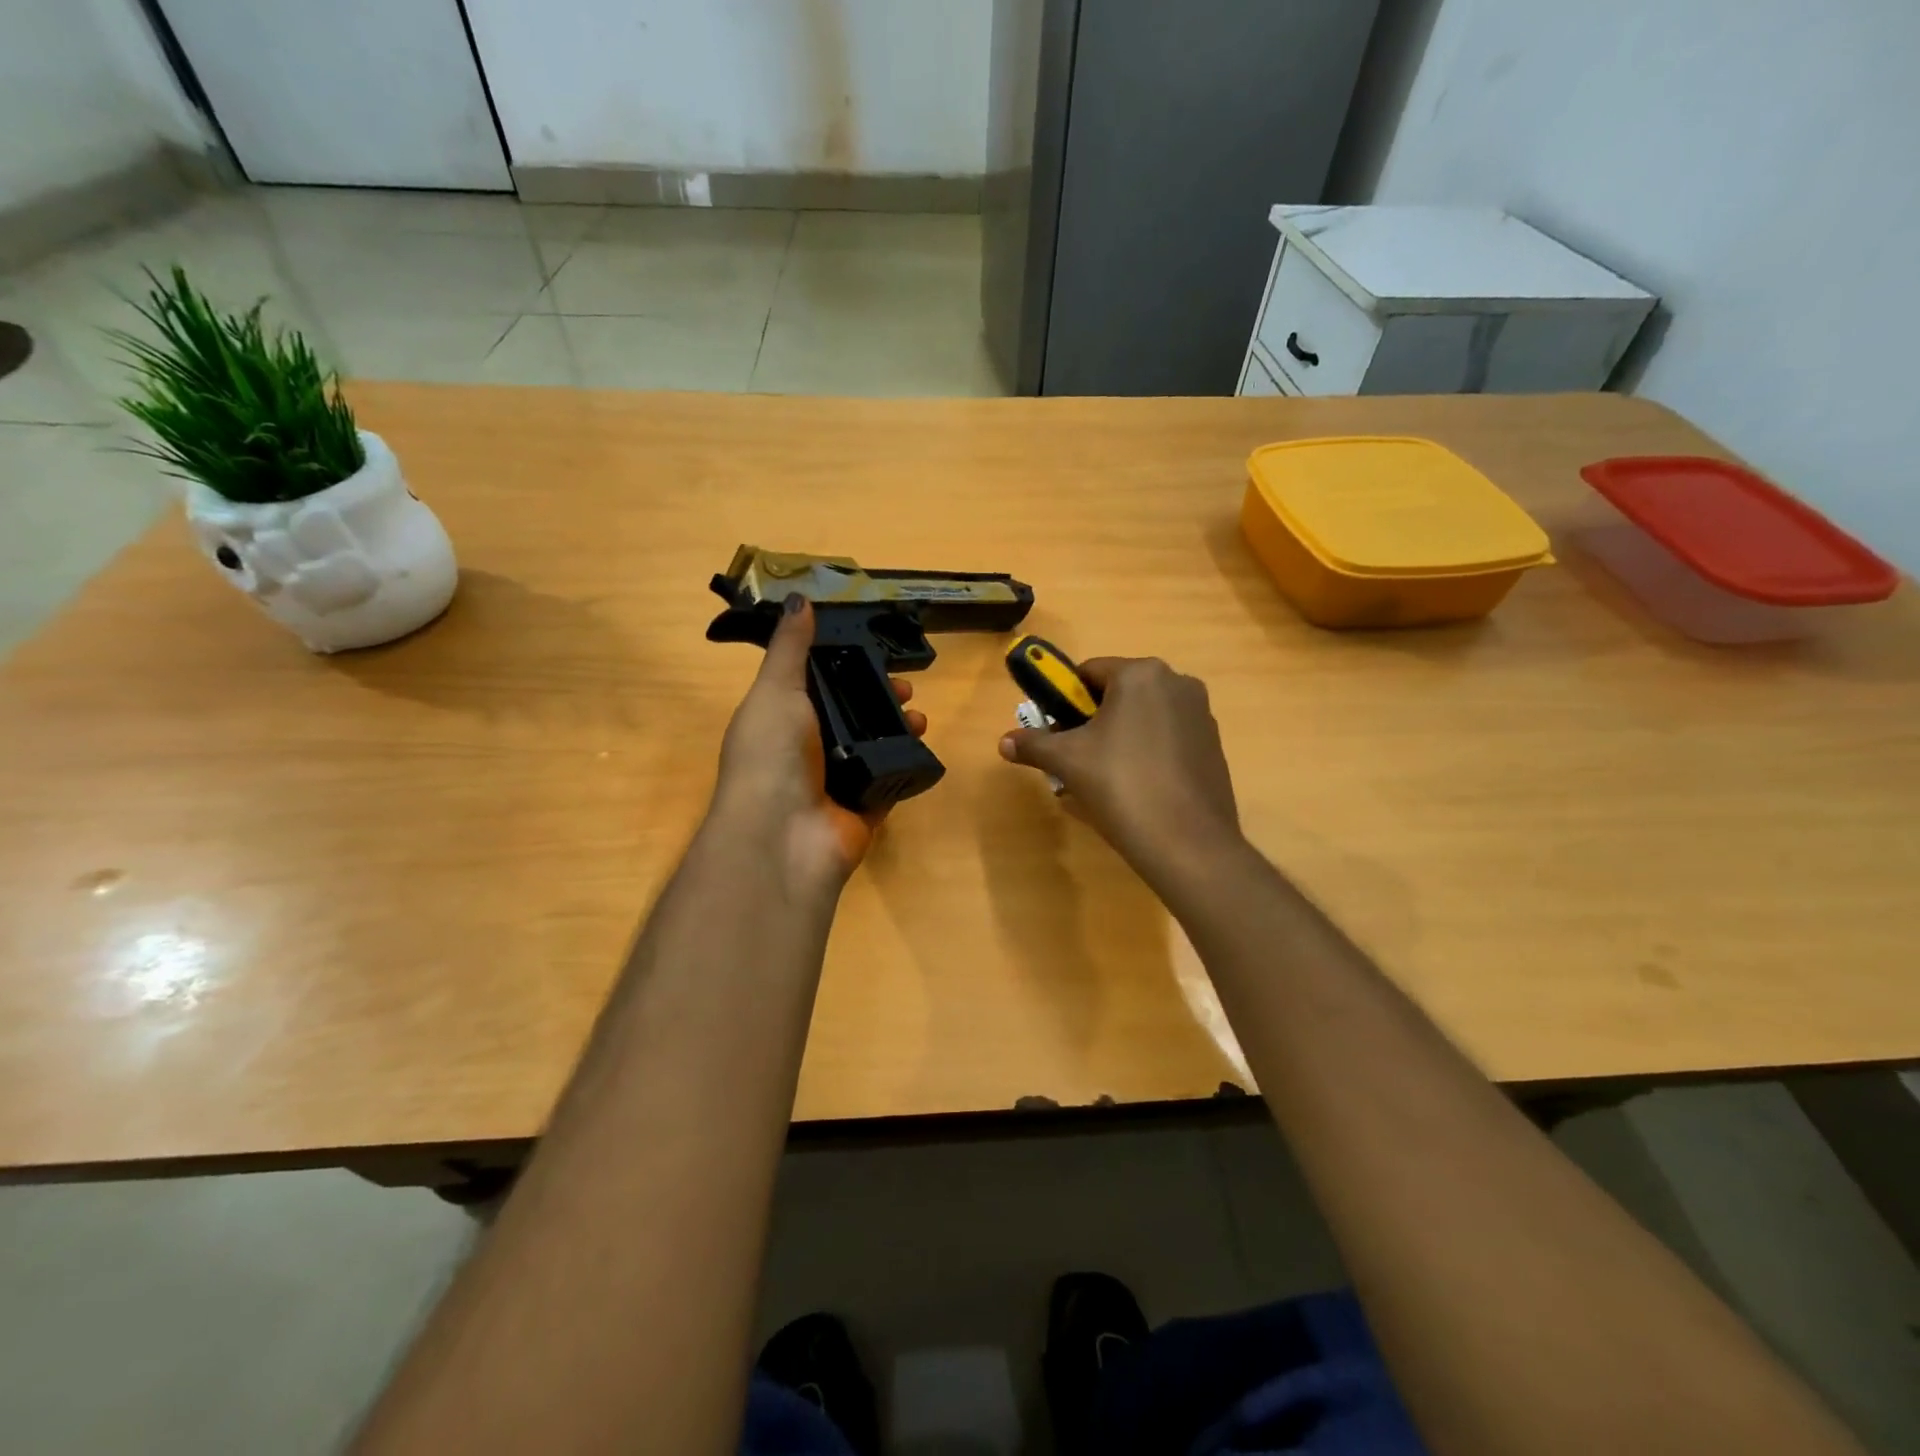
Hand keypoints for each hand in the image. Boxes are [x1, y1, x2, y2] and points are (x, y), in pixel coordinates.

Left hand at [710, 596, 926, 899]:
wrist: (783, 837)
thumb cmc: (771, 754)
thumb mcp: (775, 690)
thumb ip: (790, 648)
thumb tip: (799, 600)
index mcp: (782, 720)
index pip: (817, 686)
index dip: (845, 668)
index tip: (875, 653)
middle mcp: (808, 750)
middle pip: (852, 715)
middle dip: (880, 698)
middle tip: (906, 689)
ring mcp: (838, 782)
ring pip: (876, 746)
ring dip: (900, 728)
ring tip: (920, 717)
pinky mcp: (866, 807)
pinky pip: (892, 779)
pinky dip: (908, 763)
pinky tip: (924, 746)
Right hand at [999, 656, 1241, 880]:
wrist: (1187, 843)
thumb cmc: (1121, 786)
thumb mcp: (1067, 761)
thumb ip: (1033, 744)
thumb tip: (1003, 742)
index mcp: (1140, 674)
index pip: (1088, 672)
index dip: (1064, 700)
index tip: (1054, 731)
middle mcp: (1176, 682)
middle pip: (1117, 693)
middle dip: (1091, 720)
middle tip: (1074, 757)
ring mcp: (1200, 714)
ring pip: (1143, 716)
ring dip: (1118, 737)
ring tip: (1102, 778)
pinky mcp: (1213, 744)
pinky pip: (1167, 737)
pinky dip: (1146, 752)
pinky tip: (1135, 788)